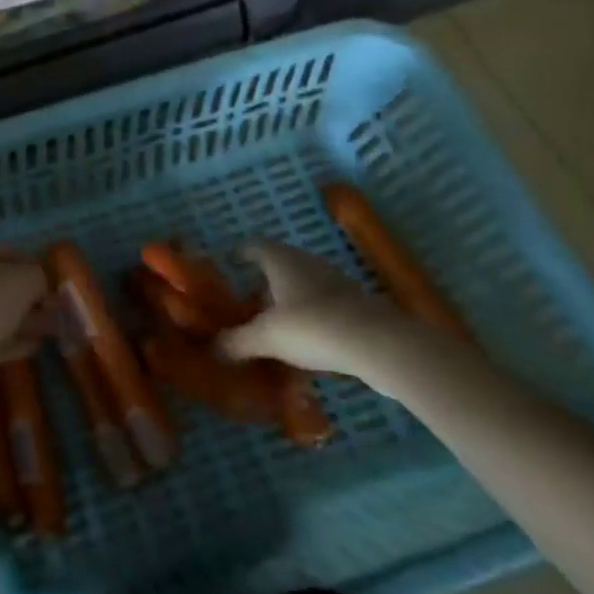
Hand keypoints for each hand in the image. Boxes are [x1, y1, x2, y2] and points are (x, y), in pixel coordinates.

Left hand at [0, 242, 49, 371]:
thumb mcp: (24, 280)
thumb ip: (38, 277)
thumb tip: (40, 287)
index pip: (11, 254)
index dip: (36, 267)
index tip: (58, 286)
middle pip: (4, 285)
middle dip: (32, 298)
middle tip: (59, 312)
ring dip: (25, 321)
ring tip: (54, 331)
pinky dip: (13, 342)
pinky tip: (34, 347)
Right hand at [217, 239, 446, 394]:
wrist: (380, 344)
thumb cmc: (311, 327)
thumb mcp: (265, 337)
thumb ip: (236, 341)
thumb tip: (212, 348)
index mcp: (282, 261)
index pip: (256, 246)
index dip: (242, 252)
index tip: (231, 260)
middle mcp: (309, 264)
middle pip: (282, 265)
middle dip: (265, 281)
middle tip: (249, 300)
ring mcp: (338, 283)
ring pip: (306, 285)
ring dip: (290, 300)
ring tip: (277, 324)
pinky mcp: (359, 306)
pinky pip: (326, 305)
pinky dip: (313, 317)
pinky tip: (308, 341)